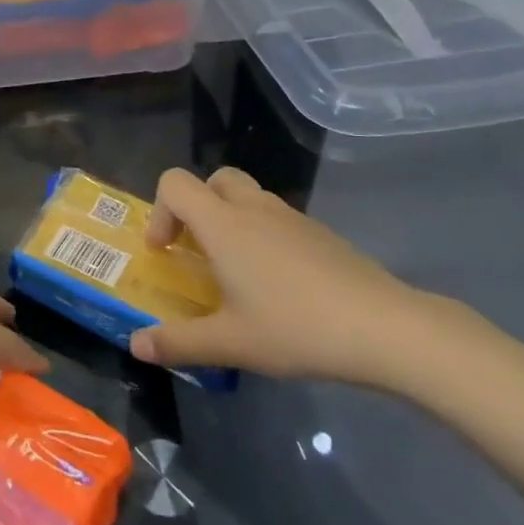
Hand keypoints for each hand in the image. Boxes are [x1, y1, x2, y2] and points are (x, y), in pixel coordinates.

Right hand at [128, 167, 436, 385]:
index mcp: (224, 224)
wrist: (388, 329)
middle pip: (214, 179)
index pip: (175, 183)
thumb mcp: (230, 343)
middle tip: (198, 250)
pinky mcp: (322, 234)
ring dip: (231, 221)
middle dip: (196, 206)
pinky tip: (279, 286)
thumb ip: (178, 342)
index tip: (165, 251)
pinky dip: (264, 236)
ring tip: (237, 274)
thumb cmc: (297, 328)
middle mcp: (254, 208)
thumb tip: (136, 345)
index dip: (159, 210)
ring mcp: (293, 218)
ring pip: (249, 197)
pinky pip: (278, 219)